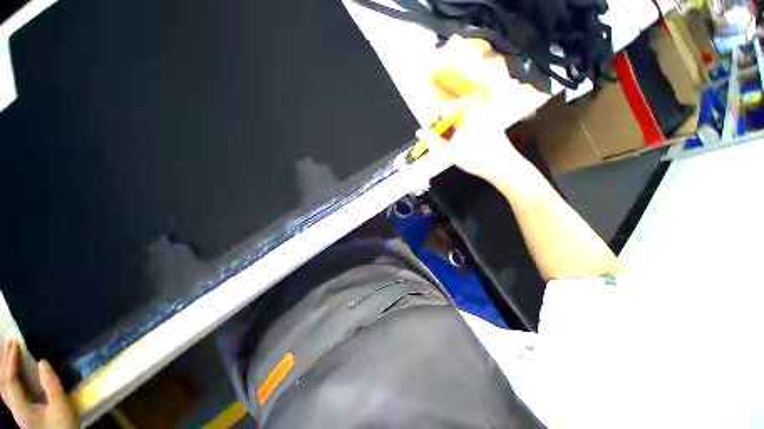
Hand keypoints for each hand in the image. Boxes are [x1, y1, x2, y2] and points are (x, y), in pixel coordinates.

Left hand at [0, 341, 77, 428]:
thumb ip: (51, 385)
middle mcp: (14, 409)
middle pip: (2, 384)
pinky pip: (10, 393)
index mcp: (20, 407)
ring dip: (4, 370)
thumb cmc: (62, 426)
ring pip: (4, 389)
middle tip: (10, 344)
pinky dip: (9, 379)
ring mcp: (18, 413)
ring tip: (10, 355)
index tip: (16, 344)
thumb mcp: (60, 406)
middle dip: (4, 363)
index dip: (10, 361)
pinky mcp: (23, 413)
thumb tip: (42, 362)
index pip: (9, 380)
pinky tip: (16, 375)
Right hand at [416, 99, 529, 183]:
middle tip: (433, 143)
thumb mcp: (452, 152)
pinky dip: (456, 132)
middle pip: (449, 114)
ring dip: (447, 132)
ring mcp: (482, 114)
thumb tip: (420, 133)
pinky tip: (454, 144)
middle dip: (438, 129)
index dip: (430, 124)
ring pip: (456, 119)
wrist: (503, 166)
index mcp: (468, 110)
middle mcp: (476, 107)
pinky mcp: (485, 121)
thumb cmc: (478, 158)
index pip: (441, 110)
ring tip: (443, 147)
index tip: (425, 136)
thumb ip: (433, 142)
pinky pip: (465, 122)